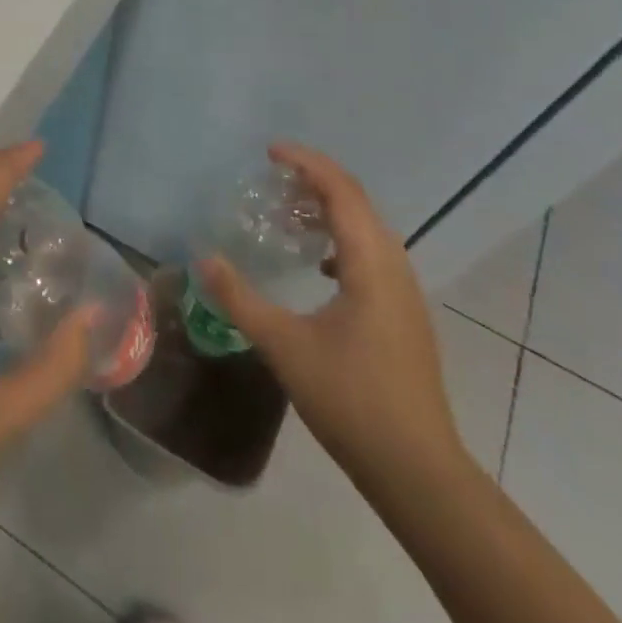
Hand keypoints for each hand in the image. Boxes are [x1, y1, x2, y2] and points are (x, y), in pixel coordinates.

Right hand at [198, 143, 465, 482]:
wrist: (418, 471)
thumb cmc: (351, 400)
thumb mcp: (283, 345)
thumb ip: (240, 298)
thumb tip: (203, 258)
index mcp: (371, 265)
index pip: (341, 192)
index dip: (307, 163)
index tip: (270, 151)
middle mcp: (395, 268)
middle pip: (358, 203)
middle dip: (316, 181)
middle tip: (273, 178)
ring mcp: (405, 293)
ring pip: (368, 229)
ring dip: (331, 210)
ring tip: (289, 213)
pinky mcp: (404, 314)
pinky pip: (372, 254)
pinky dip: (342, 240)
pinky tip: (316, 263)